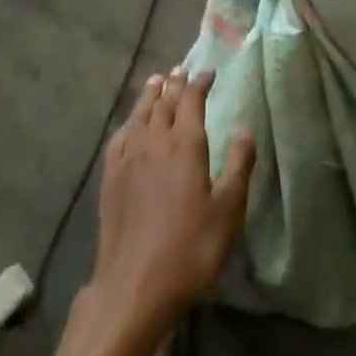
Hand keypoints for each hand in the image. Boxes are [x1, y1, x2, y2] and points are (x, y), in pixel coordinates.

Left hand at [89, 68, 255, 337]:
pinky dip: (128, 122)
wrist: (134, 285)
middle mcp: (154, 142)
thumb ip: (238, 166)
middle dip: (175, 84)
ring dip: (150, 95)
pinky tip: (130, 124)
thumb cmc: (190, 249)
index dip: (199, 84)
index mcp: (185, 146)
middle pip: (164, 103)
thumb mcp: (228, 211)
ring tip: (156, 81)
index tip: (208, 72)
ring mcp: (128, 159)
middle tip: (181, 70)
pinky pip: (119, 137)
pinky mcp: (110, 178)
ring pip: (139, 115)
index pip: (192, 101)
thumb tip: (245, 129)